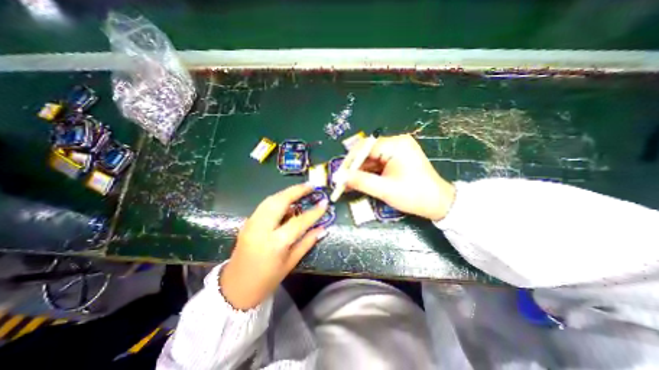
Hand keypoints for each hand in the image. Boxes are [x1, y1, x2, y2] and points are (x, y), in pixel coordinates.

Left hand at [220, 184, 327, 308]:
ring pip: (270, 200)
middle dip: (296, 191)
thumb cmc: (267, 280)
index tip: (325, 203)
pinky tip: (287, 201)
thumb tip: (322, 228)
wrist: (235, 289)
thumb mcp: (291, 263)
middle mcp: (261, 229)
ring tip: (301, 190)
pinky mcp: (247, 222)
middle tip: (311, 186)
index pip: (298, 222)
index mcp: (275, 243)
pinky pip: (264, 205)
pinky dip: (277, 199)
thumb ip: (307, 242)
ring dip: (287, 192)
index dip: (313, 212)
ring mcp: (251, 224)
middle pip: (279, 202)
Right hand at [345, 134, 459, 221]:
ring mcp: (397, 150)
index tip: (339, 174)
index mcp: (396, 145)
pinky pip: (378, 163)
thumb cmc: (414, 195)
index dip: (350, 161)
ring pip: (371, 159)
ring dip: (360, 171)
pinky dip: (368, 173)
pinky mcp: (397, 159)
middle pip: (367, 152)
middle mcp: (396, 143)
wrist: (438, 204)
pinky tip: (359, 182)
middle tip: (342, 181)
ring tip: (348, 184)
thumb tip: (339, 177)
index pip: (365, 148)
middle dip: (354, 167)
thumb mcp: (385, 189)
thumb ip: (360, 181)